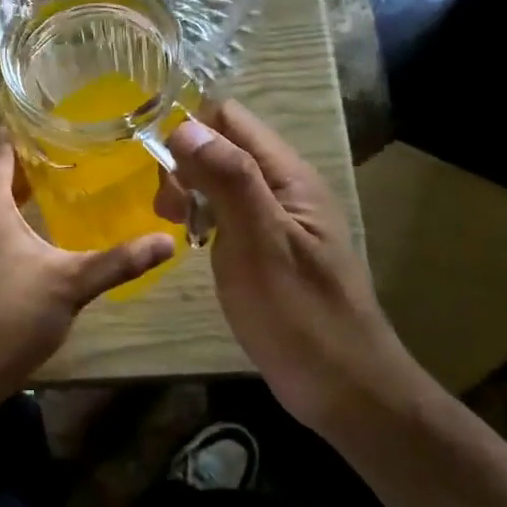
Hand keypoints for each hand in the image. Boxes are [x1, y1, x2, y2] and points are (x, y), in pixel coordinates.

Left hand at [0, 129, 173, 401]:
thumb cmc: (12, 316)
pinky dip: (2, 212)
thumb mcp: (72, 284)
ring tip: (59, 184)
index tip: (62, 125)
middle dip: (28, 158)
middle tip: (73, 154)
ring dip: (15, 187)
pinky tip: (33, 228)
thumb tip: (168, 241)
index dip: (26, 129)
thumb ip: (120, 260)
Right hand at [162, 102, 425, 432]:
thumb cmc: (299, 314)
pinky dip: (204, 219)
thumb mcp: (260, 242)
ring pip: (220, 179)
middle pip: (222, 146)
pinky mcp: (267, 247)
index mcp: (287, 175)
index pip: (229, 118)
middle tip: (168, 211)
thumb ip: (228, 179)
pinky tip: (196, 246)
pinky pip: (227, 212)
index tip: (162, 169)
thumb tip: (184, 126)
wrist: (344, 389)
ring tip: (178, 230)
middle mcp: (283, 186)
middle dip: (185, 166)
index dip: (190, 130)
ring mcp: (276, 218)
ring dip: (191, 193)